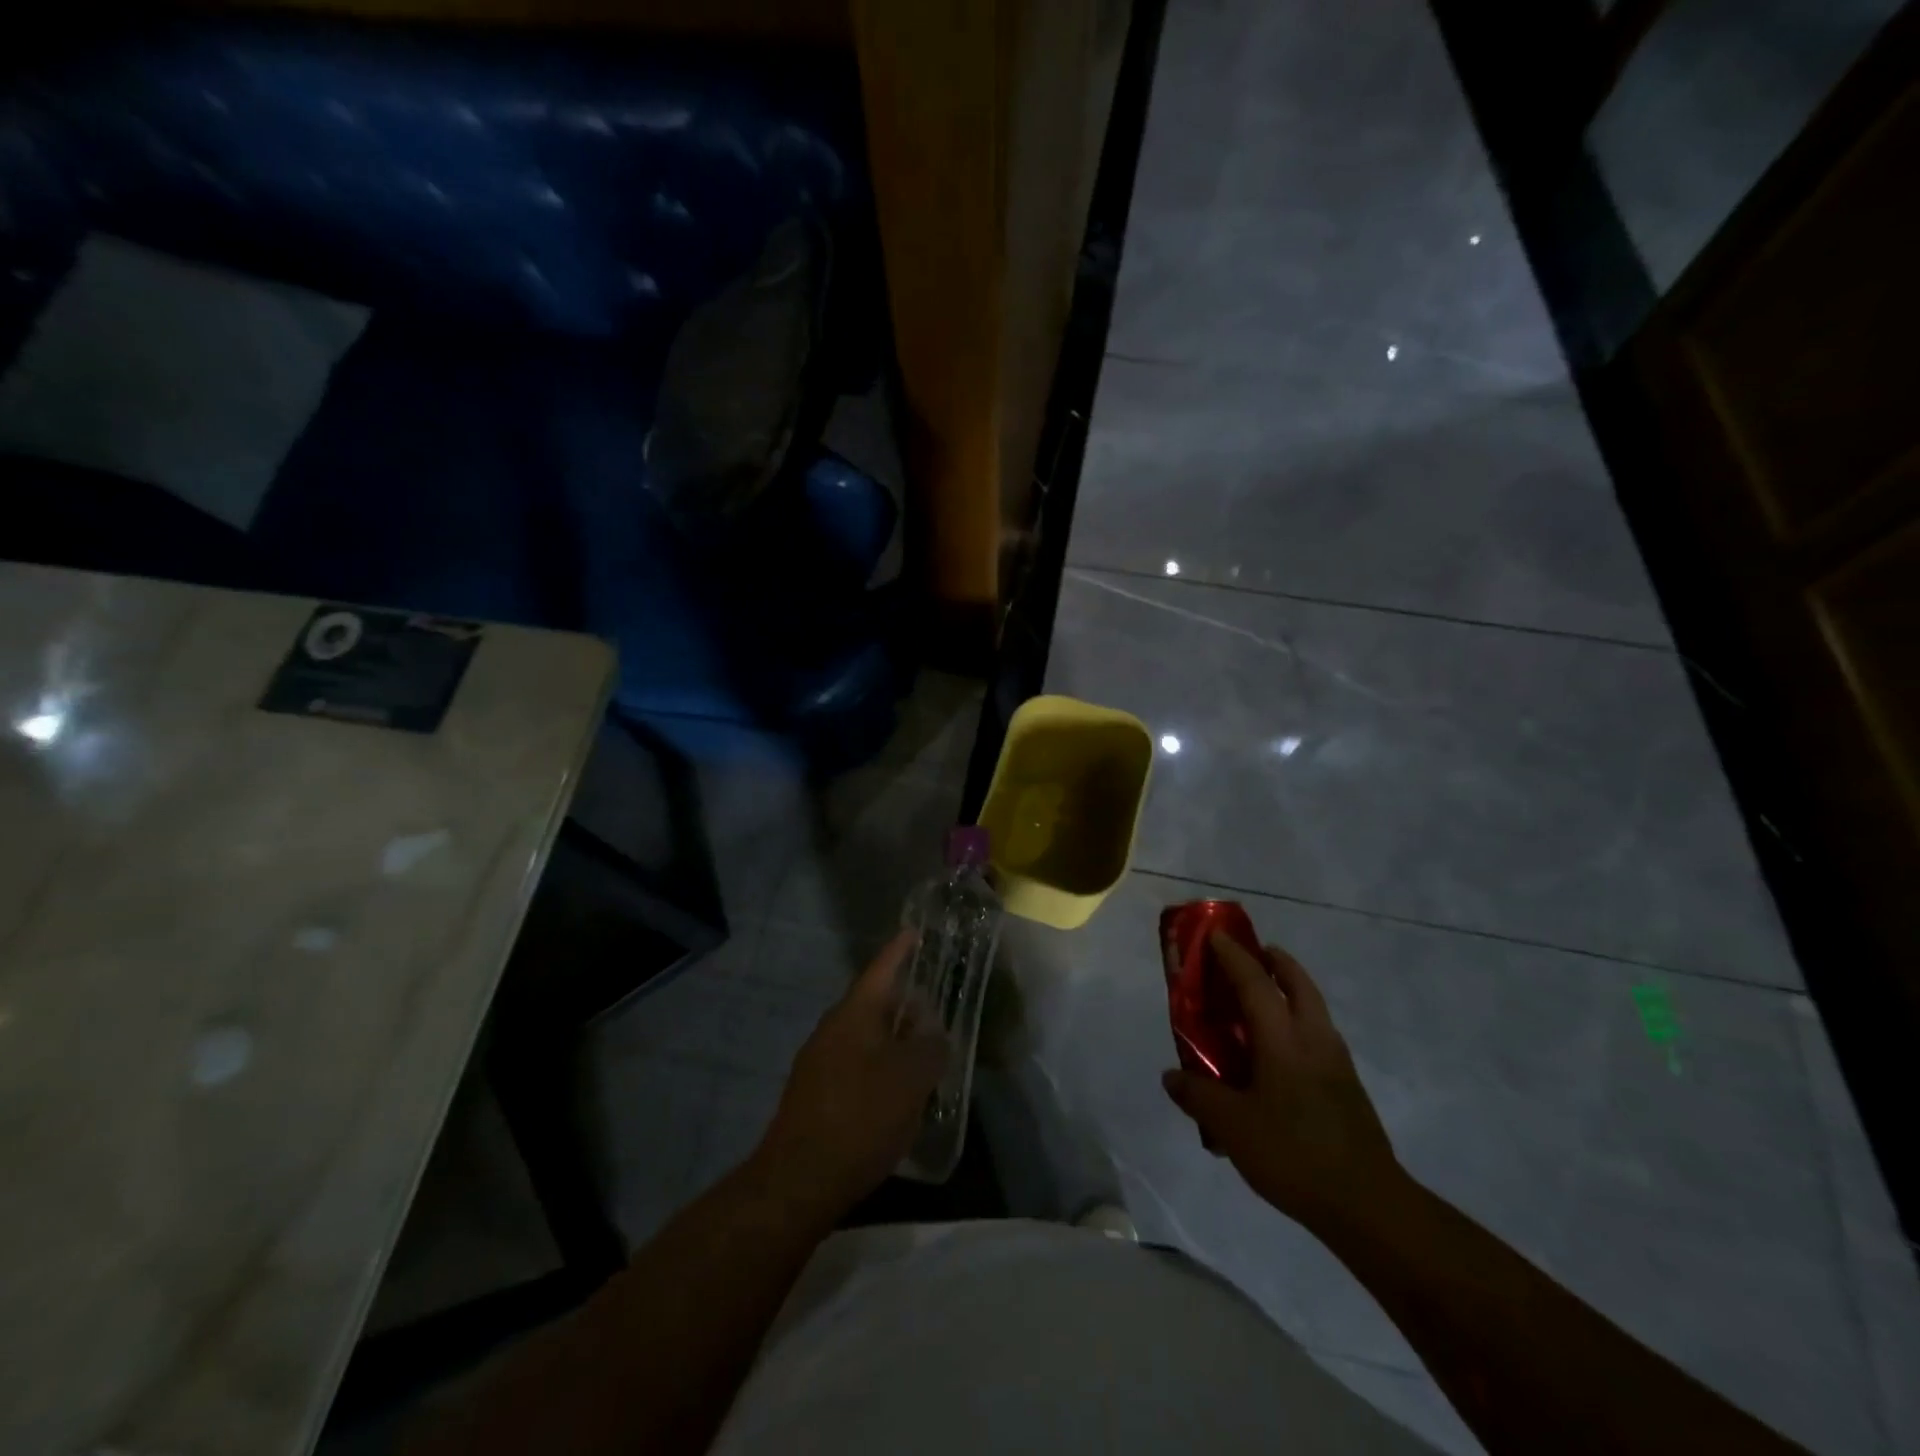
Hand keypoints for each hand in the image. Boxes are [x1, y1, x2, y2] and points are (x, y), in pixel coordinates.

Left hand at [752, 930, 947, 1215]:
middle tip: (935, 1009)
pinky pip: (856, 1066)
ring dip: (894, 1041)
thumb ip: (929, 1049)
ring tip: (925, 1054)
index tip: (913, 933)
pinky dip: (880, 1068)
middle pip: (873, 1005)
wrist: (799, 1180)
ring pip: (865, 1038)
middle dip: (904, 1005)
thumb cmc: (861, 1117)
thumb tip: (934, 1034)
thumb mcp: (911, 1080)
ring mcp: (819, 1062)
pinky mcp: (816, 1094)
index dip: (899, 951)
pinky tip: (899, 1093)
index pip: (880, 970)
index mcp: (854, 1015)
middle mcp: (832, 1030)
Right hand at [1162, 930, 1404, 1233]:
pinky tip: (1282, 1056)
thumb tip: (1172, 1077)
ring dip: (1293, 992)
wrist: (1368, 1206)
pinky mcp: (1349, 1089)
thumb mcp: (1232, 1126)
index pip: (1256, 982)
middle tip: (1255, 955)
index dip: (1234, 956)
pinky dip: (1300, 1025)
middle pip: (1299, 985)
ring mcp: (1338, 1064)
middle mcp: (1314, 1040)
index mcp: (1283, 1040)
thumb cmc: (1293, 1154)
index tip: (1217, 935)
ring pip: (1315, 1010)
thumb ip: (1198, 1095)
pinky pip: (1320, 1038)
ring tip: (1266, 1001)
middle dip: (1277, 962)